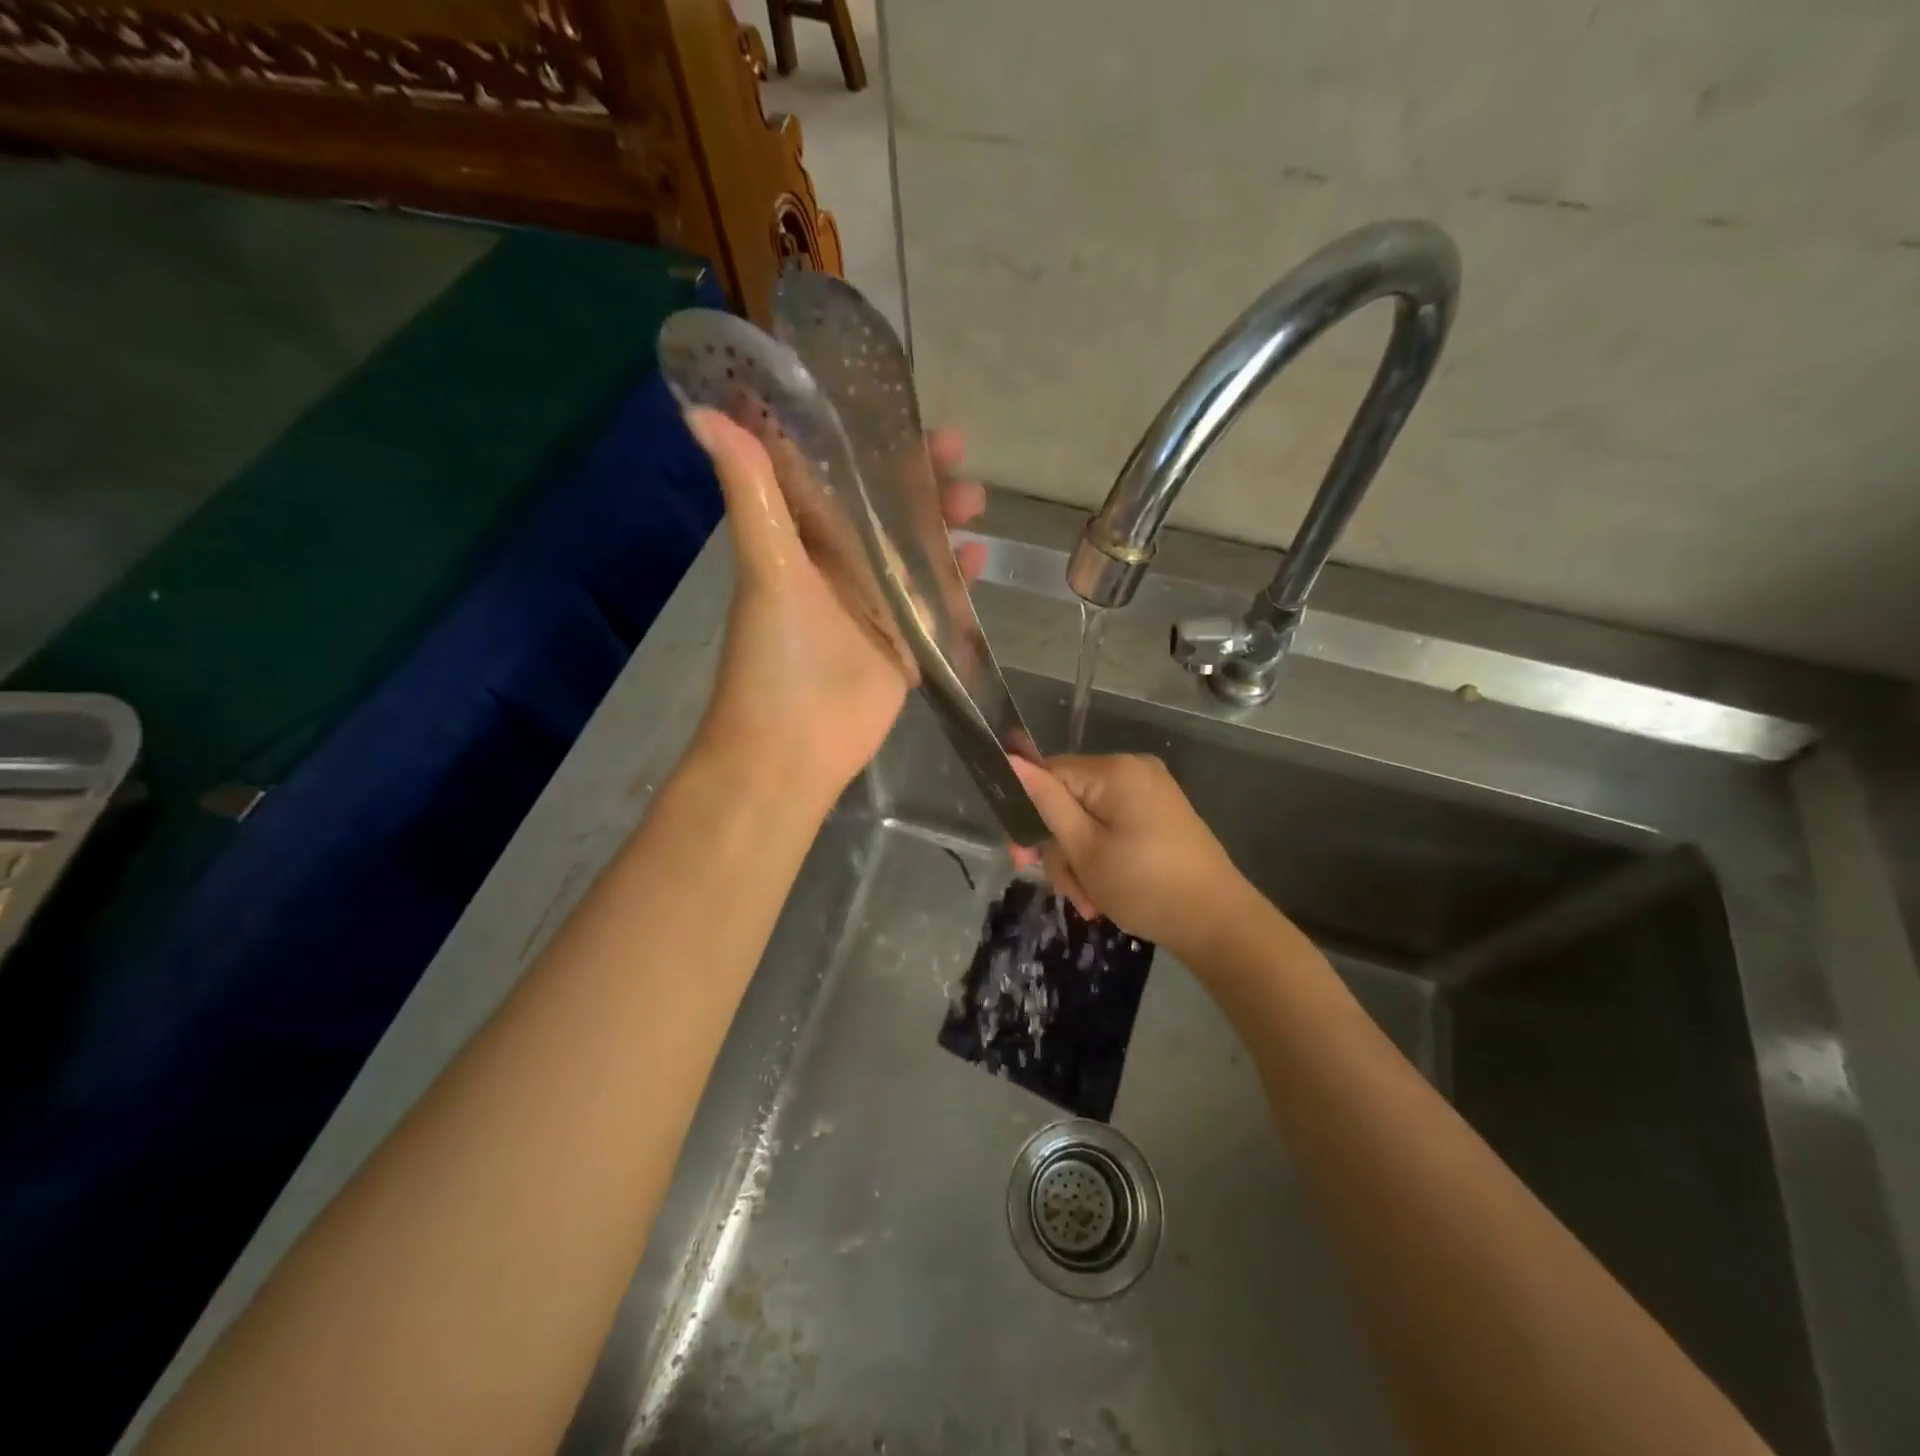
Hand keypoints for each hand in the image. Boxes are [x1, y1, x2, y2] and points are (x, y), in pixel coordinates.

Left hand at [686, 409, 985, 806]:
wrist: (794, 749)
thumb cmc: (777, 658)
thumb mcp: (767, 568)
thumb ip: (752, 492)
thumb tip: (702, 409)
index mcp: (803, 539)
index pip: (837, 472)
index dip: (865, 436)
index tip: (900, 406)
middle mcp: (840, 564)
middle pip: (887, 506)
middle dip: (920, 477)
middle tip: (958, 452)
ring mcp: (876, 602)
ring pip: (916, 547)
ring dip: (943, 521)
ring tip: (976, 502)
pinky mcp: (905, 639)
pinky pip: (937, 597)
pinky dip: (958, 577)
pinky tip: (982, 557)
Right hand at [1010, 753, 1250, 960]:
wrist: (1218, 922)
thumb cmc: (1145, 886)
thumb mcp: (1084, 849)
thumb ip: (1045, 802)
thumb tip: (1010, 760)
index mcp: (1114, 770)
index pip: (1049, 774)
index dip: (1028, 814)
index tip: (1022, 859)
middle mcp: (1133, 769)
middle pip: (1069, 800)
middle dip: (1062, 849)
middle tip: (1069, 892)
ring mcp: (1151, 791)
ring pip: (1090, 819)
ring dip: (1081, 862)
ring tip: (1091, 903)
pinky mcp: (1161, 814)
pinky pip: (1114, 826)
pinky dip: (1104, 857)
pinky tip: (1106, 893)